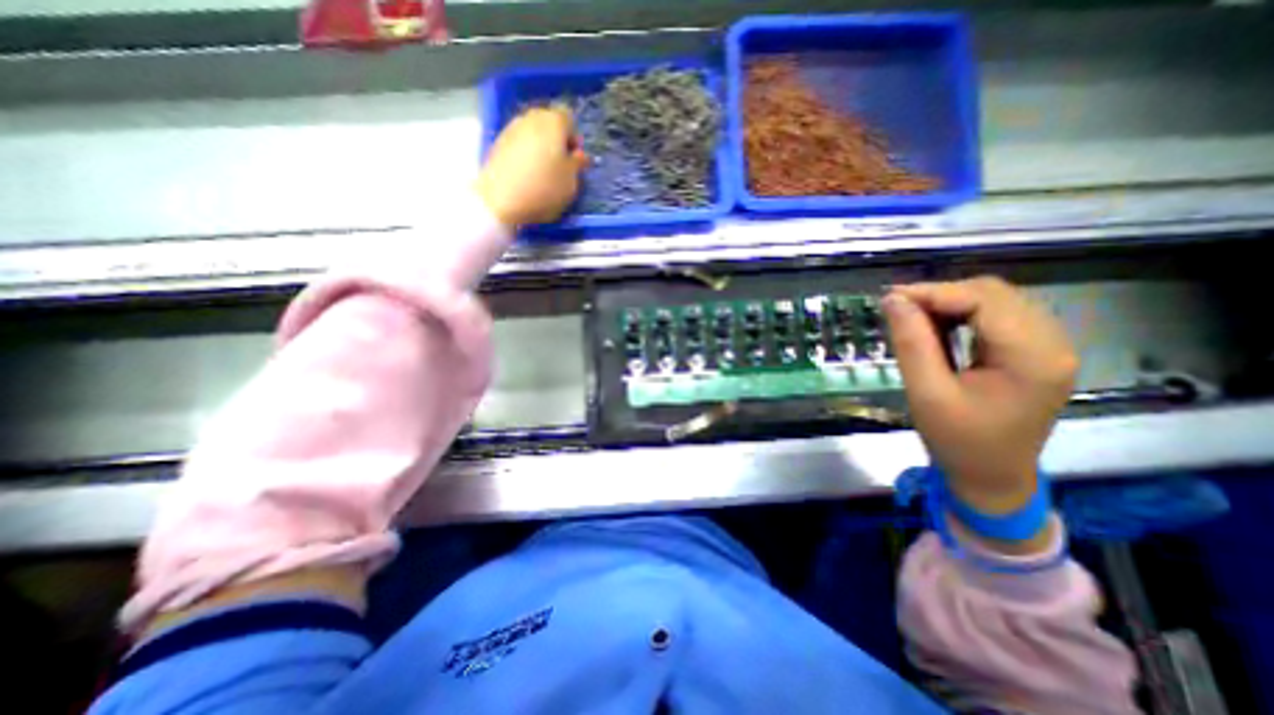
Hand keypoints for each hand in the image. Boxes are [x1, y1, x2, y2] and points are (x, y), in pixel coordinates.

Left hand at [472, 107, 586, 225]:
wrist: (500, 201)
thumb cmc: (544, 189)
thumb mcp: (571, 182)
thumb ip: (578, 165)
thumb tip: (580, 155)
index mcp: (553, 122)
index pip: (569, 119)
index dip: (574, 138)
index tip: (575, 159)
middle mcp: (531, 118)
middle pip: (548, 122)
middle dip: (556, 140)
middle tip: (561, 165)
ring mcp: (511, 128)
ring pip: (532, 133)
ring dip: (540, 147)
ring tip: (543, 172)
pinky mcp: (497, 143)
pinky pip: (519, 144)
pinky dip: (525, 155)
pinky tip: (527, 175)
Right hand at [888, 278, 1072, 545]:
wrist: (992, 477)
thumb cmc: (958, 441)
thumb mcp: (926, 393)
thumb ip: (911, 343)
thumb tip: (893, 300)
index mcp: (1032, 357)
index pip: (984, 299)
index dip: (934, 292)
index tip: (890, 298)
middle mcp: (1051, 343)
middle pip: (994, 293)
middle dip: (941, 295)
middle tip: (898, 308)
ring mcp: (1048, 346)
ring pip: (996, 300)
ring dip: (950, 302)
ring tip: (912, 317)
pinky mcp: (1035, 352)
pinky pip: (998, 316)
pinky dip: (962, 314)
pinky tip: (937, 326)